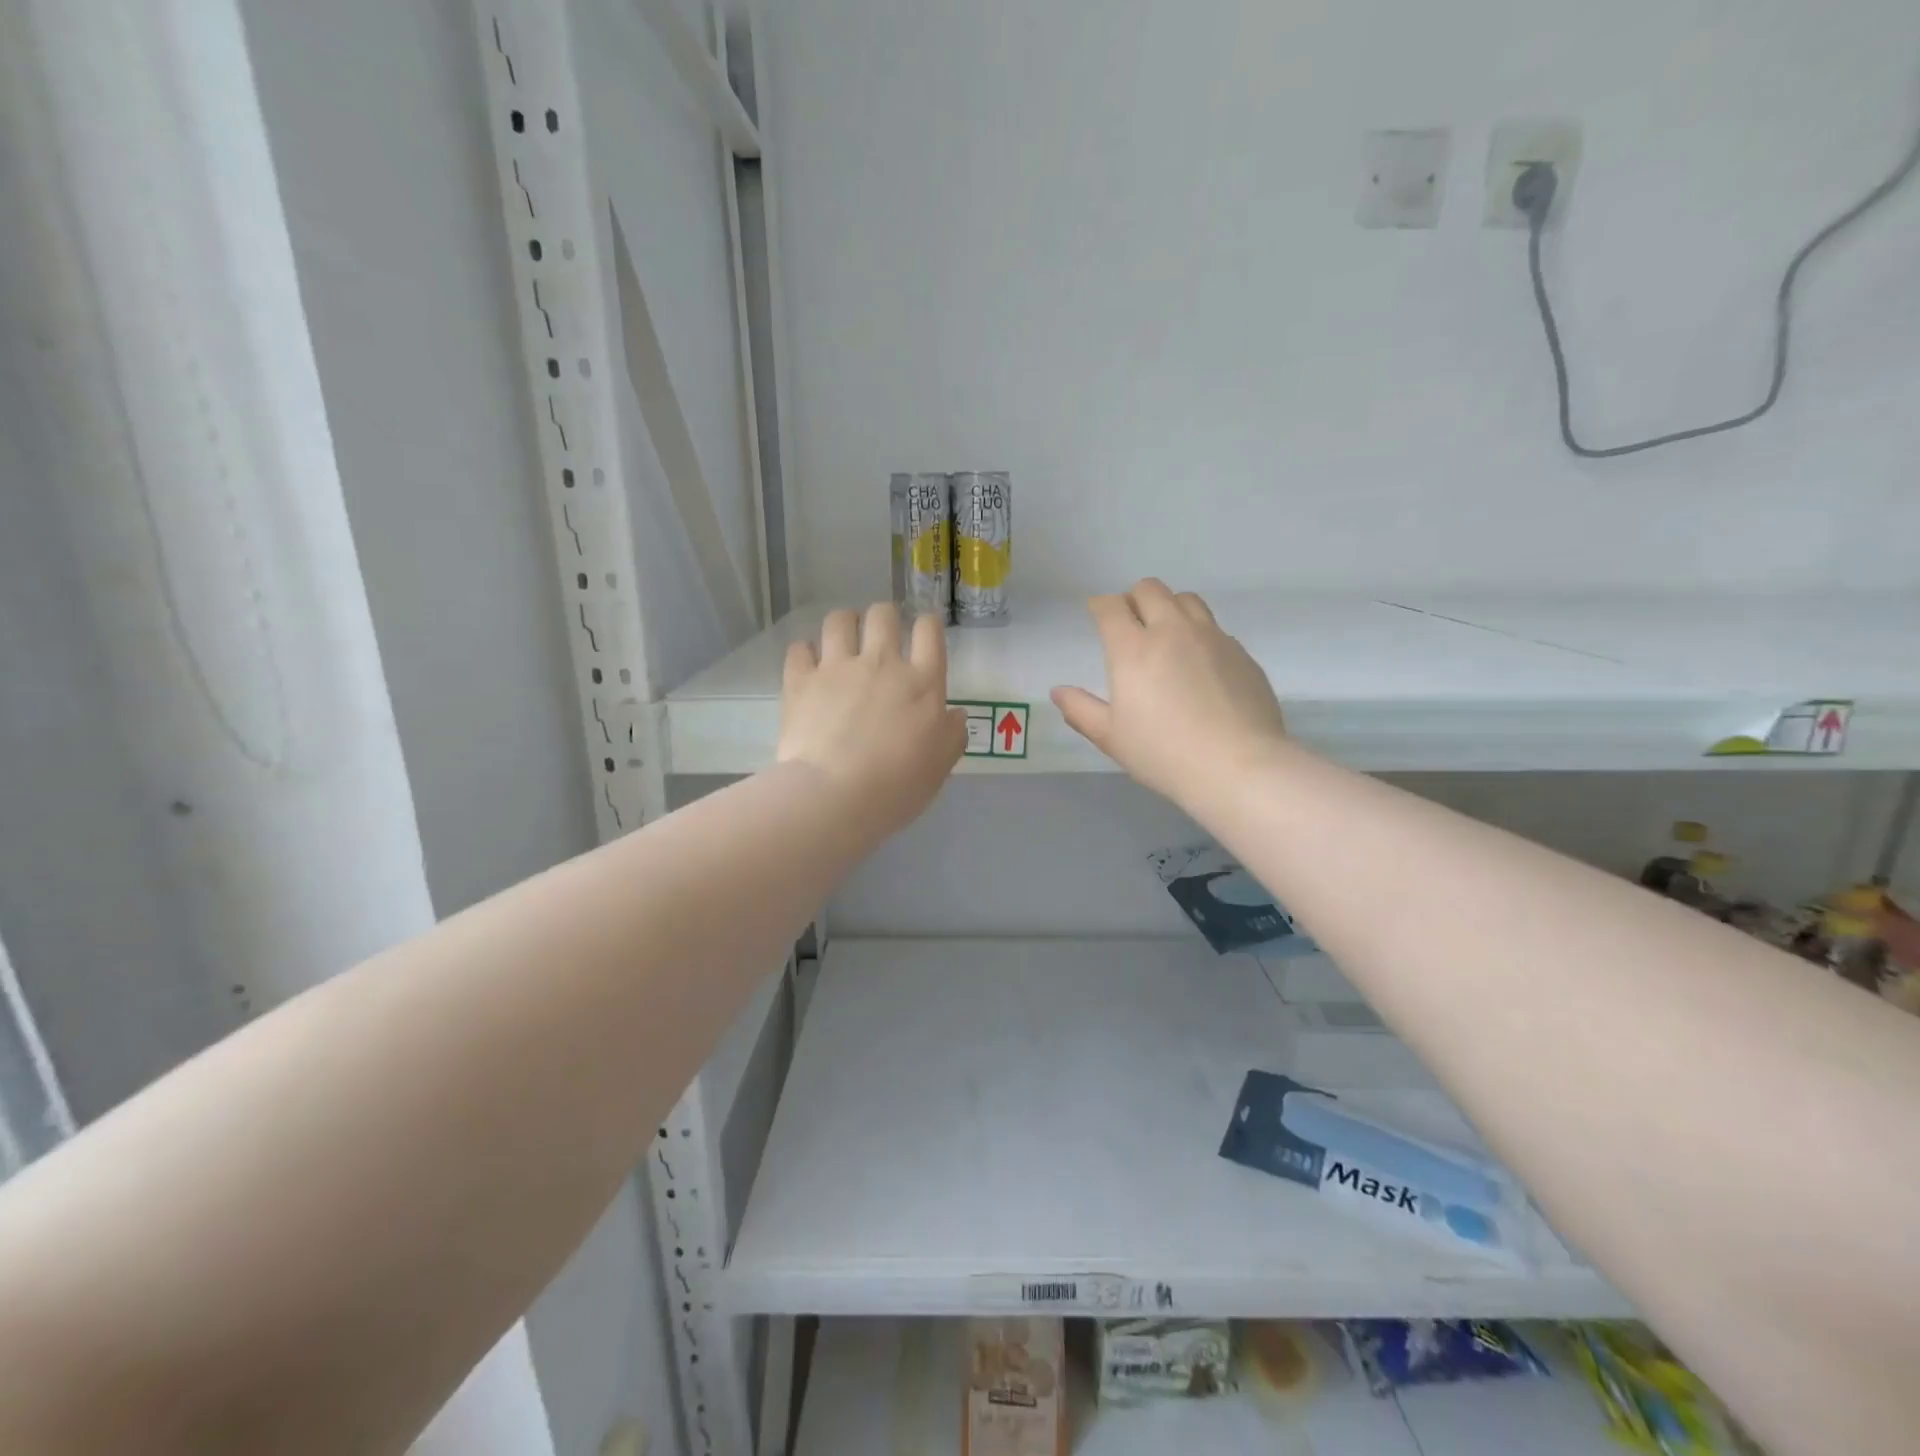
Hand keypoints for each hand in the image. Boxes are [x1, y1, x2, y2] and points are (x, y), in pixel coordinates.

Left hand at [779, 604, 965, 836]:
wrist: (834, 796)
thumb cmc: (897, 786)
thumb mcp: (940, 766)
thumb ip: (952, 734)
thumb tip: (954, 715)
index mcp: (922, 682)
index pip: (929, 630)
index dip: (927, 626)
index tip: (923, 636)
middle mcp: (881, 663)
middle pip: (883, 614)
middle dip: (884, 618)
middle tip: (880, 639)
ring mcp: (837, 668)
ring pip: (839, 620)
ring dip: (844, 626)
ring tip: (843, 643)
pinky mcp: (800, 681)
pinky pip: (799, 649)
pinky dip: (804, 653)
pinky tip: (808, 667)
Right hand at [1052, 579, 1287, 805]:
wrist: (1238, 766)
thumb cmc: (1164, 753)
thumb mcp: (1111, 737)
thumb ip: (1081, 710)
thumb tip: (1059, 692)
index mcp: (1133, 649)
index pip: (1111, 607)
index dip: (1099, 606)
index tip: (1096, 614)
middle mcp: (1173, 631)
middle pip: (1150, 589)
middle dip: (1133, 599)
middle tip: (1130, 624)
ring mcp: (1212, 638)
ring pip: (1187, 600)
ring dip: (1169, 608)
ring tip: (1166, 636)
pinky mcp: (1241, 653)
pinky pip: (1214, 628)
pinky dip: (1199, 635)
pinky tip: (1199, 666)